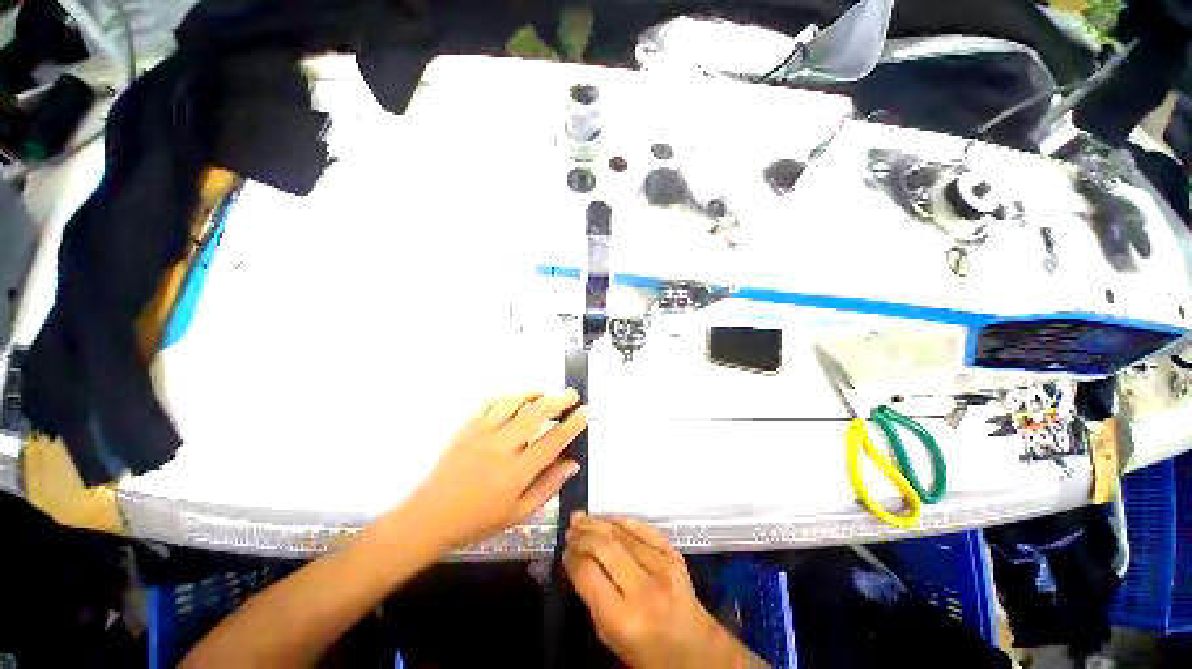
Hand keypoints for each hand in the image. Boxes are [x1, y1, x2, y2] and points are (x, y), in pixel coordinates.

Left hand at [399, 390, 587, 550]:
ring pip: (514, 402)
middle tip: (571, 395)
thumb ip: (549, 486)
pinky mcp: (466, 427)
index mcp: (517, 473)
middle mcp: (502, 448)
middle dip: (559, 400)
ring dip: (534, 392)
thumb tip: (573, 463)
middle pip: (536, 414)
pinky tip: (515, 397)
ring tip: (545, 391)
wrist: (429, 517)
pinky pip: (489, 402)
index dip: (573, 423)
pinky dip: (507, 395)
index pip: (553, 441)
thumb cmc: (477, 520)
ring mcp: (482, 434)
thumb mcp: (519, 513)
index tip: (584, 411)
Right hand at [564, 514, 766, 668]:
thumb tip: (577, 562)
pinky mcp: (674, 555)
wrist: (699, 652)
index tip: (564, 551)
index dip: (572, 558)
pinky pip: (644, 529)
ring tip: (581, 518)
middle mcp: (643, 589)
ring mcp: (662, 567)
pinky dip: (623, 521)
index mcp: (623, 619)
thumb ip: (594, 601)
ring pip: (622, 533)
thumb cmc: (650, 655)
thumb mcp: (613, 639)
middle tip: (570, 529)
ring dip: (598, 522)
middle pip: (604, 547)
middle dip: (582, 534)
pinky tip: (609, 519)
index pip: (588, 573)